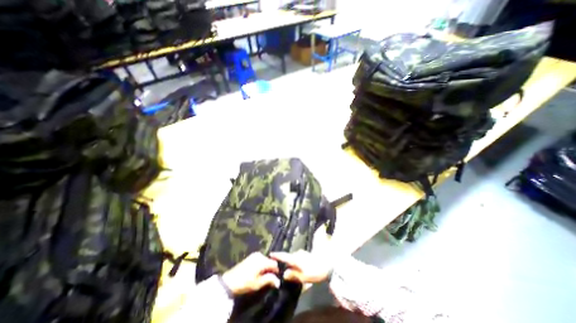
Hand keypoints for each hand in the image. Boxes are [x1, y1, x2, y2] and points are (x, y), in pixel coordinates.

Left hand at [221, 252, 281, 295]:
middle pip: (269, 260)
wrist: (230, 281)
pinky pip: (260, 259)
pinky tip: (258, 272)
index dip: (276, 270)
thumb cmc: (245, 283)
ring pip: (265, 259)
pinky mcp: (251, 256)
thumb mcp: (258, 283)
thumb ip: (269, 280)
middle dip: (270, 268)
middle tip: (269, 277)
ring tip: (263, 275)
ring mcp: (254, 255)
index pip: (274, 263)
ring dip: (266, 266)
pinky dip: (261, 264)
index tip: (276, 277)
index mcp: (262, 260)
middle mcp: (260, 255)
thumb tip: (278, 281)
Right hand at [271, 251, 332, 283]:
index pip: (284, 256)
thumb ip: (293, 275)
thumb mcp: (304, 277)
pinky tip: (298, 265)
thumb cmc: (315, 271)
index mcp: (296, 259)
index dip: (277, 255)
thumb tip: (284, 274)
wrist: (327, 265)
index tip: (270, 254)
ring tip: (289, 267)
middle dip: (284, 260)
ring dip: (291, 261)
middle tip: (280, 265)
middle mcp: (298, 254)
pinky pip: (298, 257)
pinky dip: (296, 261)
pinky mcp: (306, 254)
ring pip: (294, 257)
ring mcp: (303, 253)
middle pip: (289, 257)